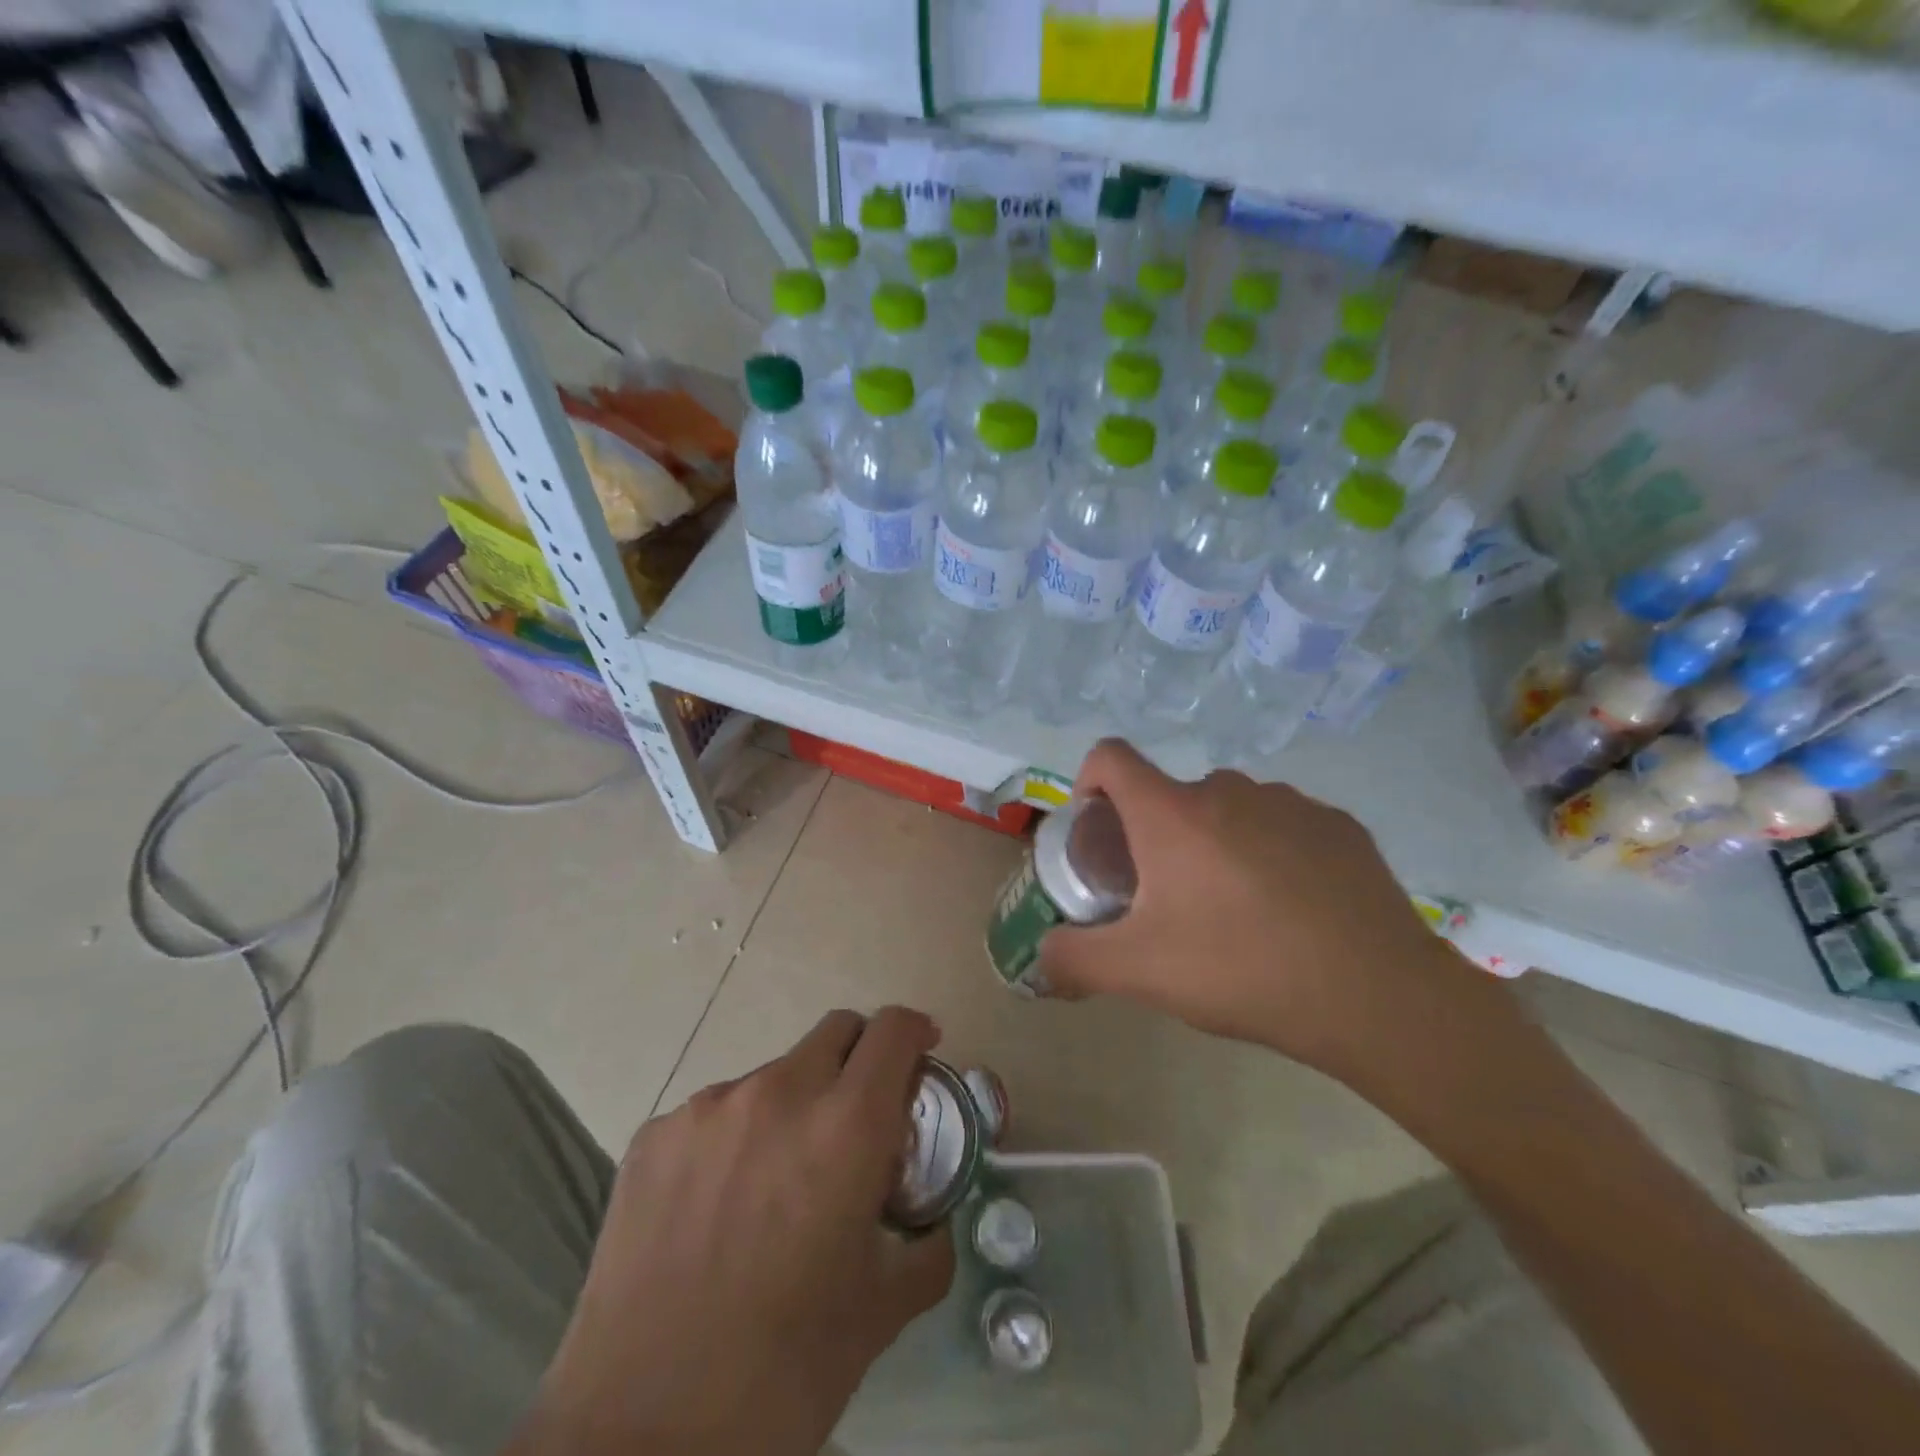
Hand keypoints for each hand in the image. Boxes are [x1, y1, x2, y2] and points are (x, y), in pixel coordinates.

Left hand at [513, 1008, 953, 1455]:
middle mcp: (779, 1092)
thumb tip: (930, 1220)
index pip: (892, 1030)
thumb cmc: (783, 1372)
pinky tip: (718, 1210)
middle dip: (860, 1059)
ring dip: (794, 1106)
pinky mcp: (654, 1135)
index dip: (914, 1032)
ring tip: (776, 1185)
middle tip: (858, 1119)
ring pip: (774, 1075)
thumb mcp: (881, 1309)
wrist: (639, 1436)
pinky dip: (735, 1139)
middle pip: (835, 1031)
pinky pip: (715, 1114)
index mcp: (846, 1126)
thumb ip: (925, 1246)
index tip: (922, 1054)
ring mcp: (708, 1108)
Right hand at [1037, 740, 1482, 1087]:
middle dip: (1157, 835)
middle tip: (1168, 897)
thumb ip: (1074, 960)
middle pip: (1170, 794)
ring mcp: (1290, 802)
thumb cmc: (1242, 970)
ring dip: (1215, 842)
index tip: (1099, 829)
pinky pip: (1283, 824)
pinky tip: (1292, 907)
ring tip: (1234, 907)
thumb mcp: (1140, 973)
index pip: (1111, 756)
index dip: (1090, 780)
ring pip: (1229, 809)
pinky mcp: (1339, 824)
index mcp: (1172, 814)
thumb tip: (1038, 958)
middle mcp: (1228, 789)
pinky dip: (1270, 850)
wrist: (1377, 997)